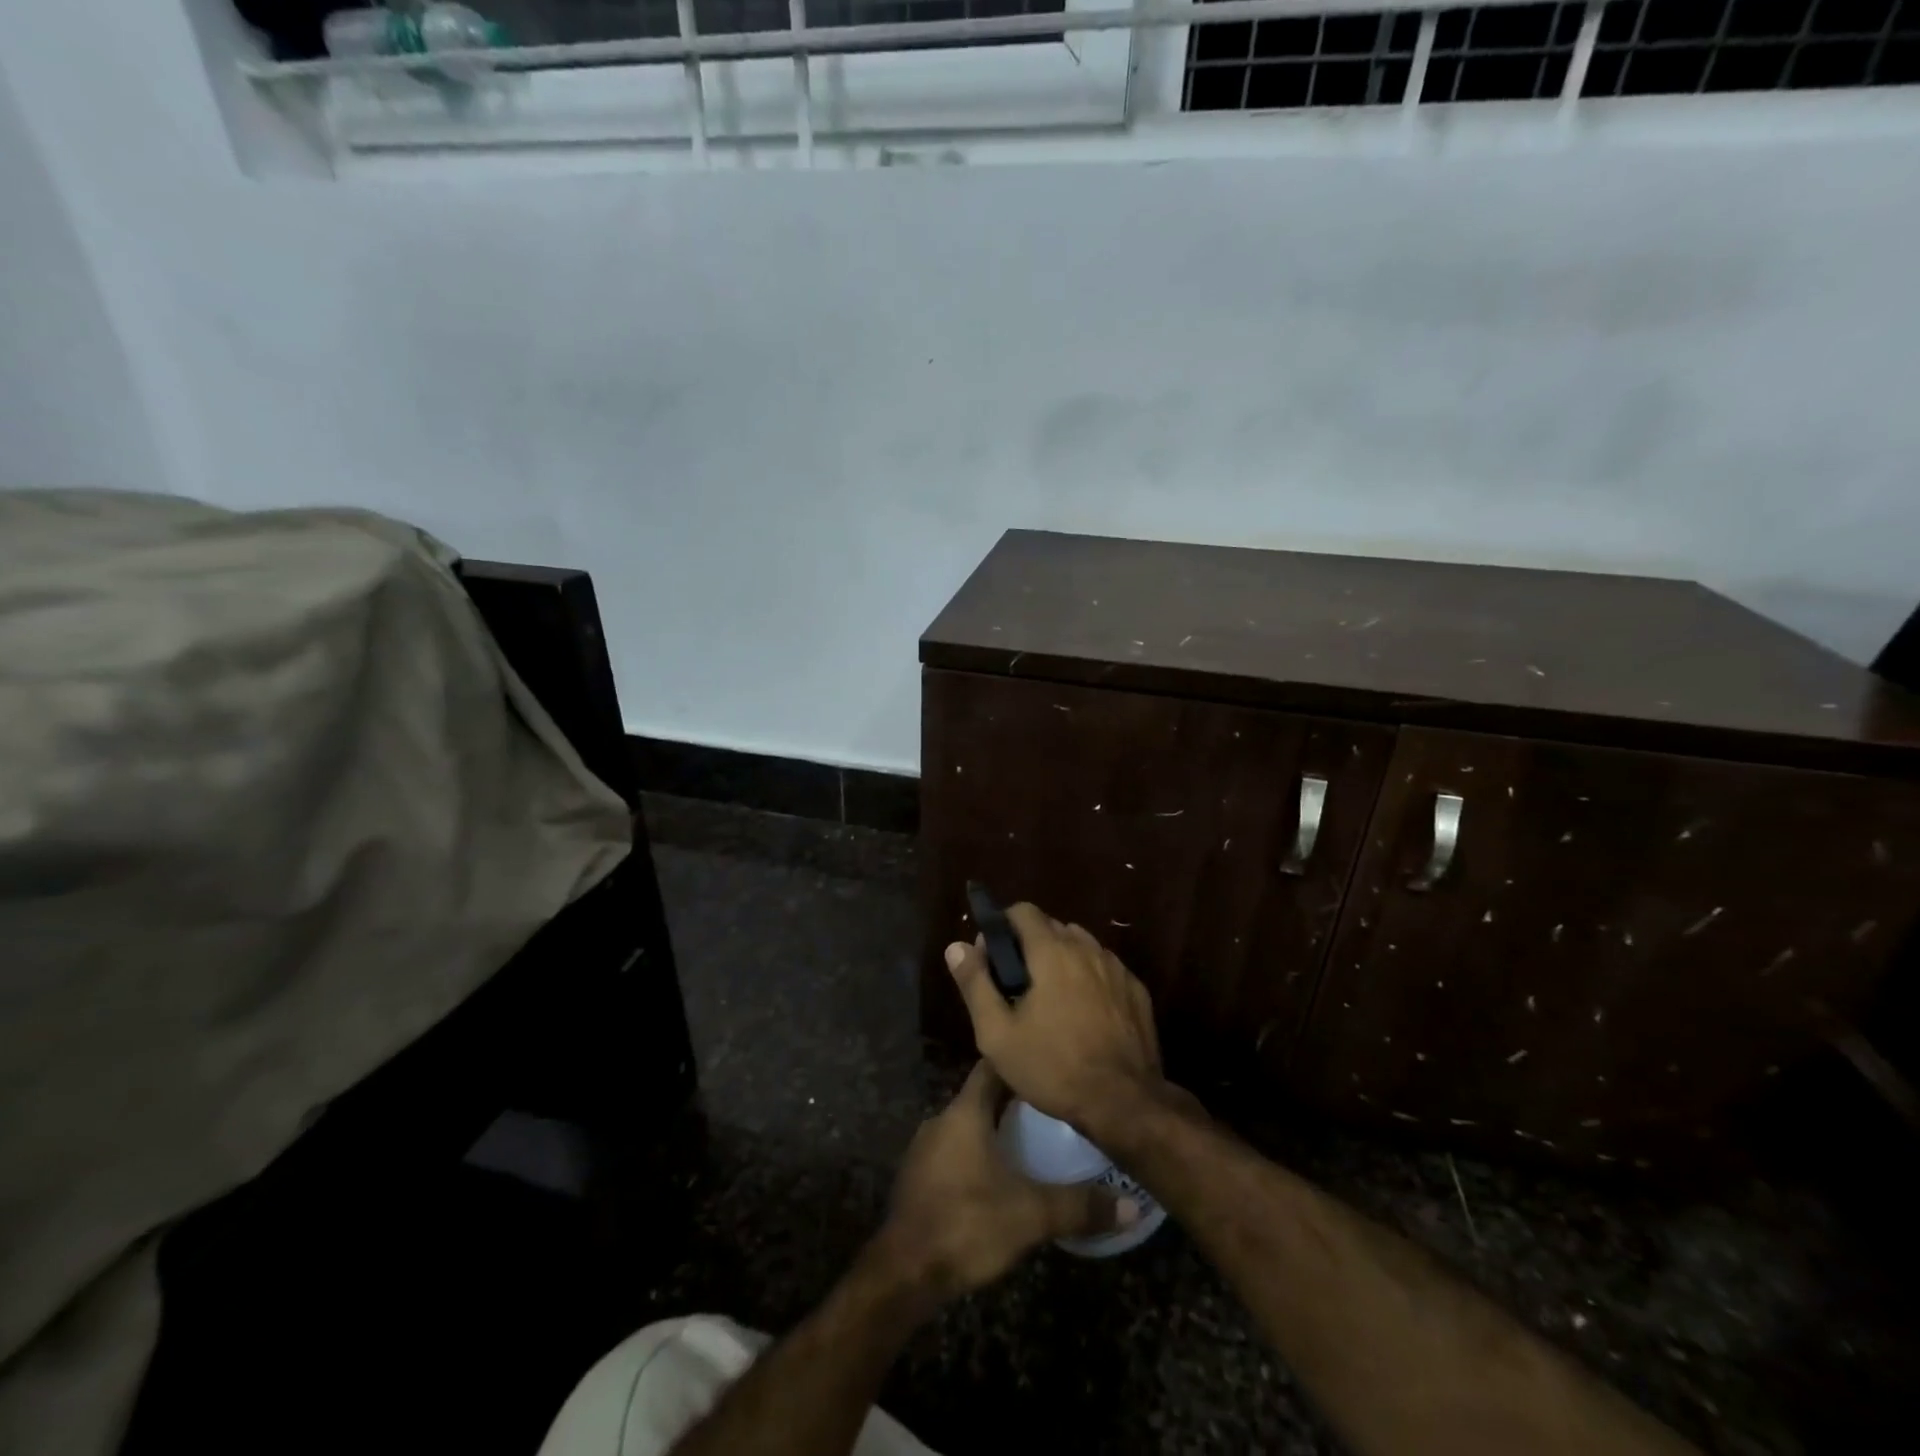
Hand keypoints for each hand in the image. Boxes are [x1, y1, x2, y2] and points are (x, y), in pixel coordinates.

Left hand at [878, 1061, 1136, 1300]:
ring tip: (1031, 1142)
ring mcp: (925, 1150)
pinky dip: (976, 1156)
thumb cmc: (966, 1224)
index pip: (991, 1068)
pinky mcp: (918, 1180)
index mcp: (964, 1113)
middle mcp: (941, 1121)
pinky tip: (998, 1178)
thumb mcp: (1030, 1215)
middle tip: (1051, 1109)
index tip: (1047, 1066)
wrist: (902, 1273)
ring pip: (966, 1127)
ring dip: (993, 1130)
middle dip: (1012, 1101)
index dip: (1018, 1064)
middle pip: (980, 1097)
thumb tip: (1130, 1205)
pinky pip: (954, 1153)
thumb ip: (1078, 1206)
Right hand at [944, 905, 1163, 1136]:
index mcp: (1051, 951)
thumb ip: (975, 984)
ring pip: (1081, 946)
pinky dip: (1089, 978)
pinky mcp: (1136, 990)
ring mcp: (1116, 968)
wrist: (1123, 1103)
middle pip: (1052, 927)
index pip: (1024, 911)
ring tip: (1050, 998)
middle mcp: (1087, 948)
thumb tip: (955, 947)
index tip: (992, 956)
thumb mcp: (998, 1034)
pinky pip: (1105, 969)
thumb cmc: (1052, 1067)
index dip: (1003, 925)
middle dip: (1030, 945)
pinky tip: (1084, 1012)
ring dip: (1061, 959)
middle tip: (1016, 984)